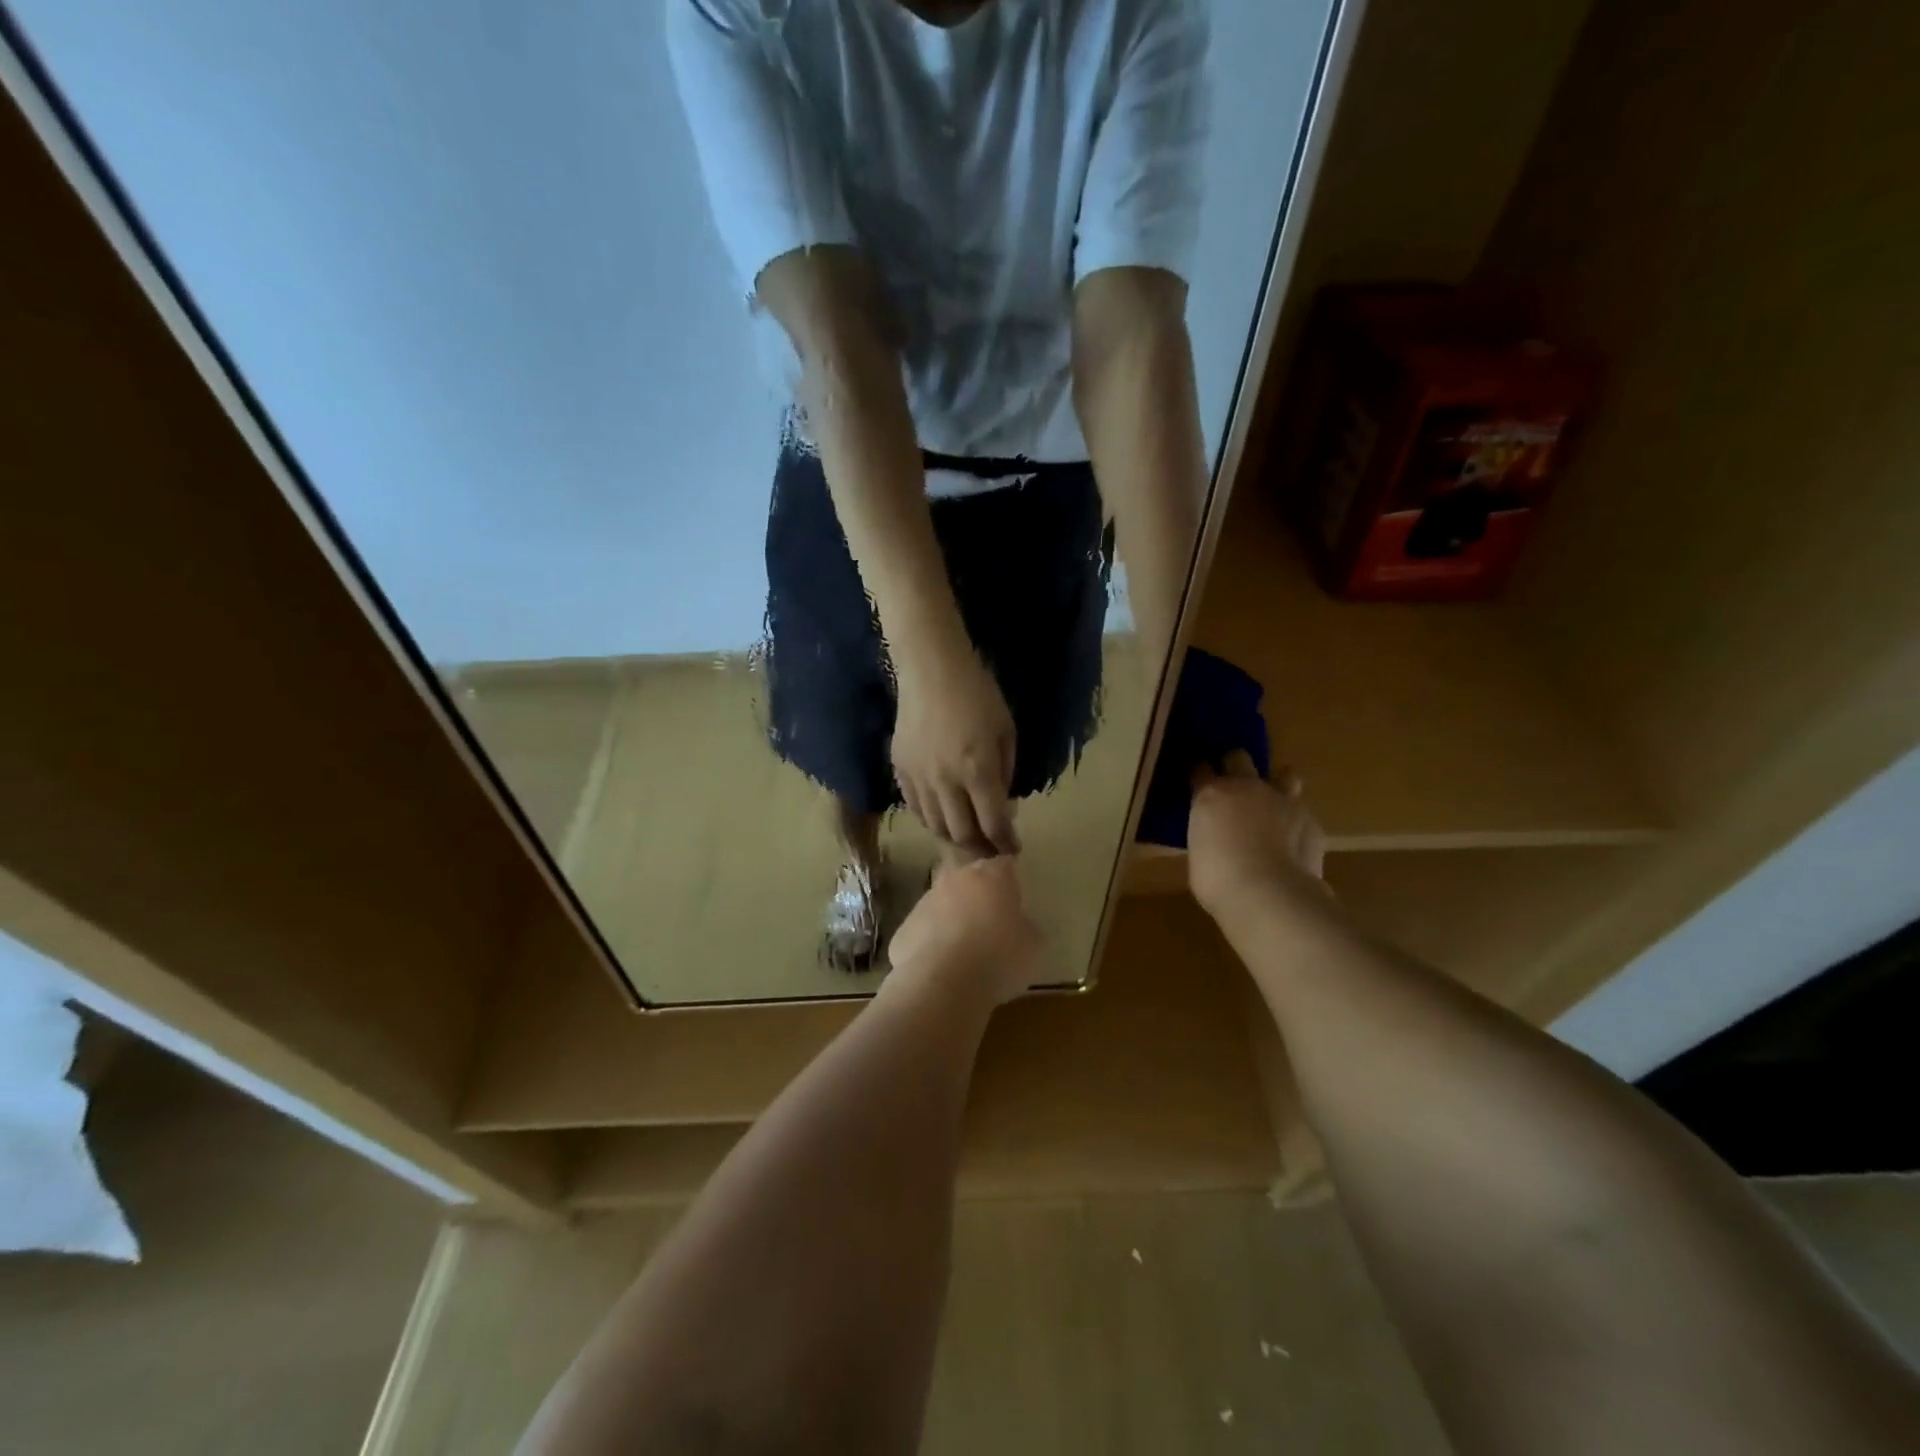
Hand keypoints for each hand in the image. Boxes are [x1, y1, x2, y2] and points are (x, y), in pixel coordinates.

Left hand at [885, 856, 1044, 1007]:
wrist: (942, 985)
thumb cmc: (998, 959)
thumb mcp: (1033, 946)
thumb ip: (1026, 926)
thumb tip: (1018, 925)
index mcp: (991, 875)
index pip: (1004, 865)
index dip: (1010, 882)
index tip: (1014, 901)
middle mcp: (956, 878)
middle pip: (970, 880)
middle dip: (978, 896)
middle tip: (990, 925)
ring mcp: (925, 900)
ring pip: (944, 903)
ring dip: (953, 918)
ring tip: (964, 952)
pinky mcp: (904, 927)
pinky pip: (924, 929)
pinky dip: (932, 942)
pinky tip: (941, 967)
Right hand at [891, 642, 1020, 855]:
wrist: (931, 669)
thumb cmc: (978, 694)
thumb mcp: (1006, 731)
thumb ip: (1005, 772)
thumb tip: (1002, 805)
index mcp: (978, 771)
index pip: (992, 823)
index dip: (1004, 842)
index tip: (1012, 850)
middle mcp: (946, 782)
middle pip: (961, 833)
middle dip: (979, 848)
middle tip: (989, 850)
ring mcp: (918, 778)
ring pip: (934, 825)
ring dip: (953, 837)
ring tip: (965, 837)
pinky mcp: (899, 770)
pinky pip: (914, 807)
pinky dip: (930, 818)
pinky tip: (941, 816)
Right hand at [1188, 751, 1327, 919]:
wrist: (1270, 896)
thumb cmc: (1218, 879)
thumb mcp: (1200, 852)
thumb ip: (1209, 833)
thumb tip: (1217, 837)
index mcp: (1212, 795)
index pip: (1200, 768)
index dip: (1199, 774)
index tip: (1197, 782)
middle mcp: (1247, 787)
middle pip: (1239, 757)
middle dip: (1234, 766)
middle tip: (1232, 787)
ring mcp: (1283, 801)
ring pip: (1284, 775)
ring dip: (1277, 785)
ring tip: (1272, 806)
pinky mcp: (1311, 822)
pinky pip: (1301, 815)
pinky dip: (1295, 825)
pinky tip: (1291, 846)